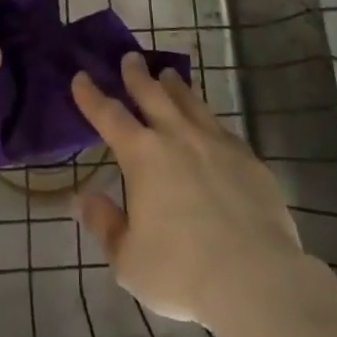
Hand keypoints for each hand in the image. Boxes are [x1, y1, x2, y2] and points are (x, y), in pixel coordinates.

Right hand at [71, 52, 305, 328]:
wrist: (256, 278)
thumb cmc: (182, 272)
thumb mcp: (128, 261)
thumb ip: (105, 225)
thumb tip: (83, 199)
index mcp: (142, 156)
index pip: (109, 115)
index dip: (91, 95)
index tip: (81, 77)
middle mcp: (177, 136)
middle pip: (152, 94)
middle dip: (136, 74)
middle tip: (130, 58)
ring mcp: (215, 142)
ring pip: (190, 102)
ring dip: (175, 86)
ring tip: (168, 75)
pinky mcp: (247, 157)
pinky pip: (220, 126)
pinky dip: (207, 117)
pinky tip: (208, 122)